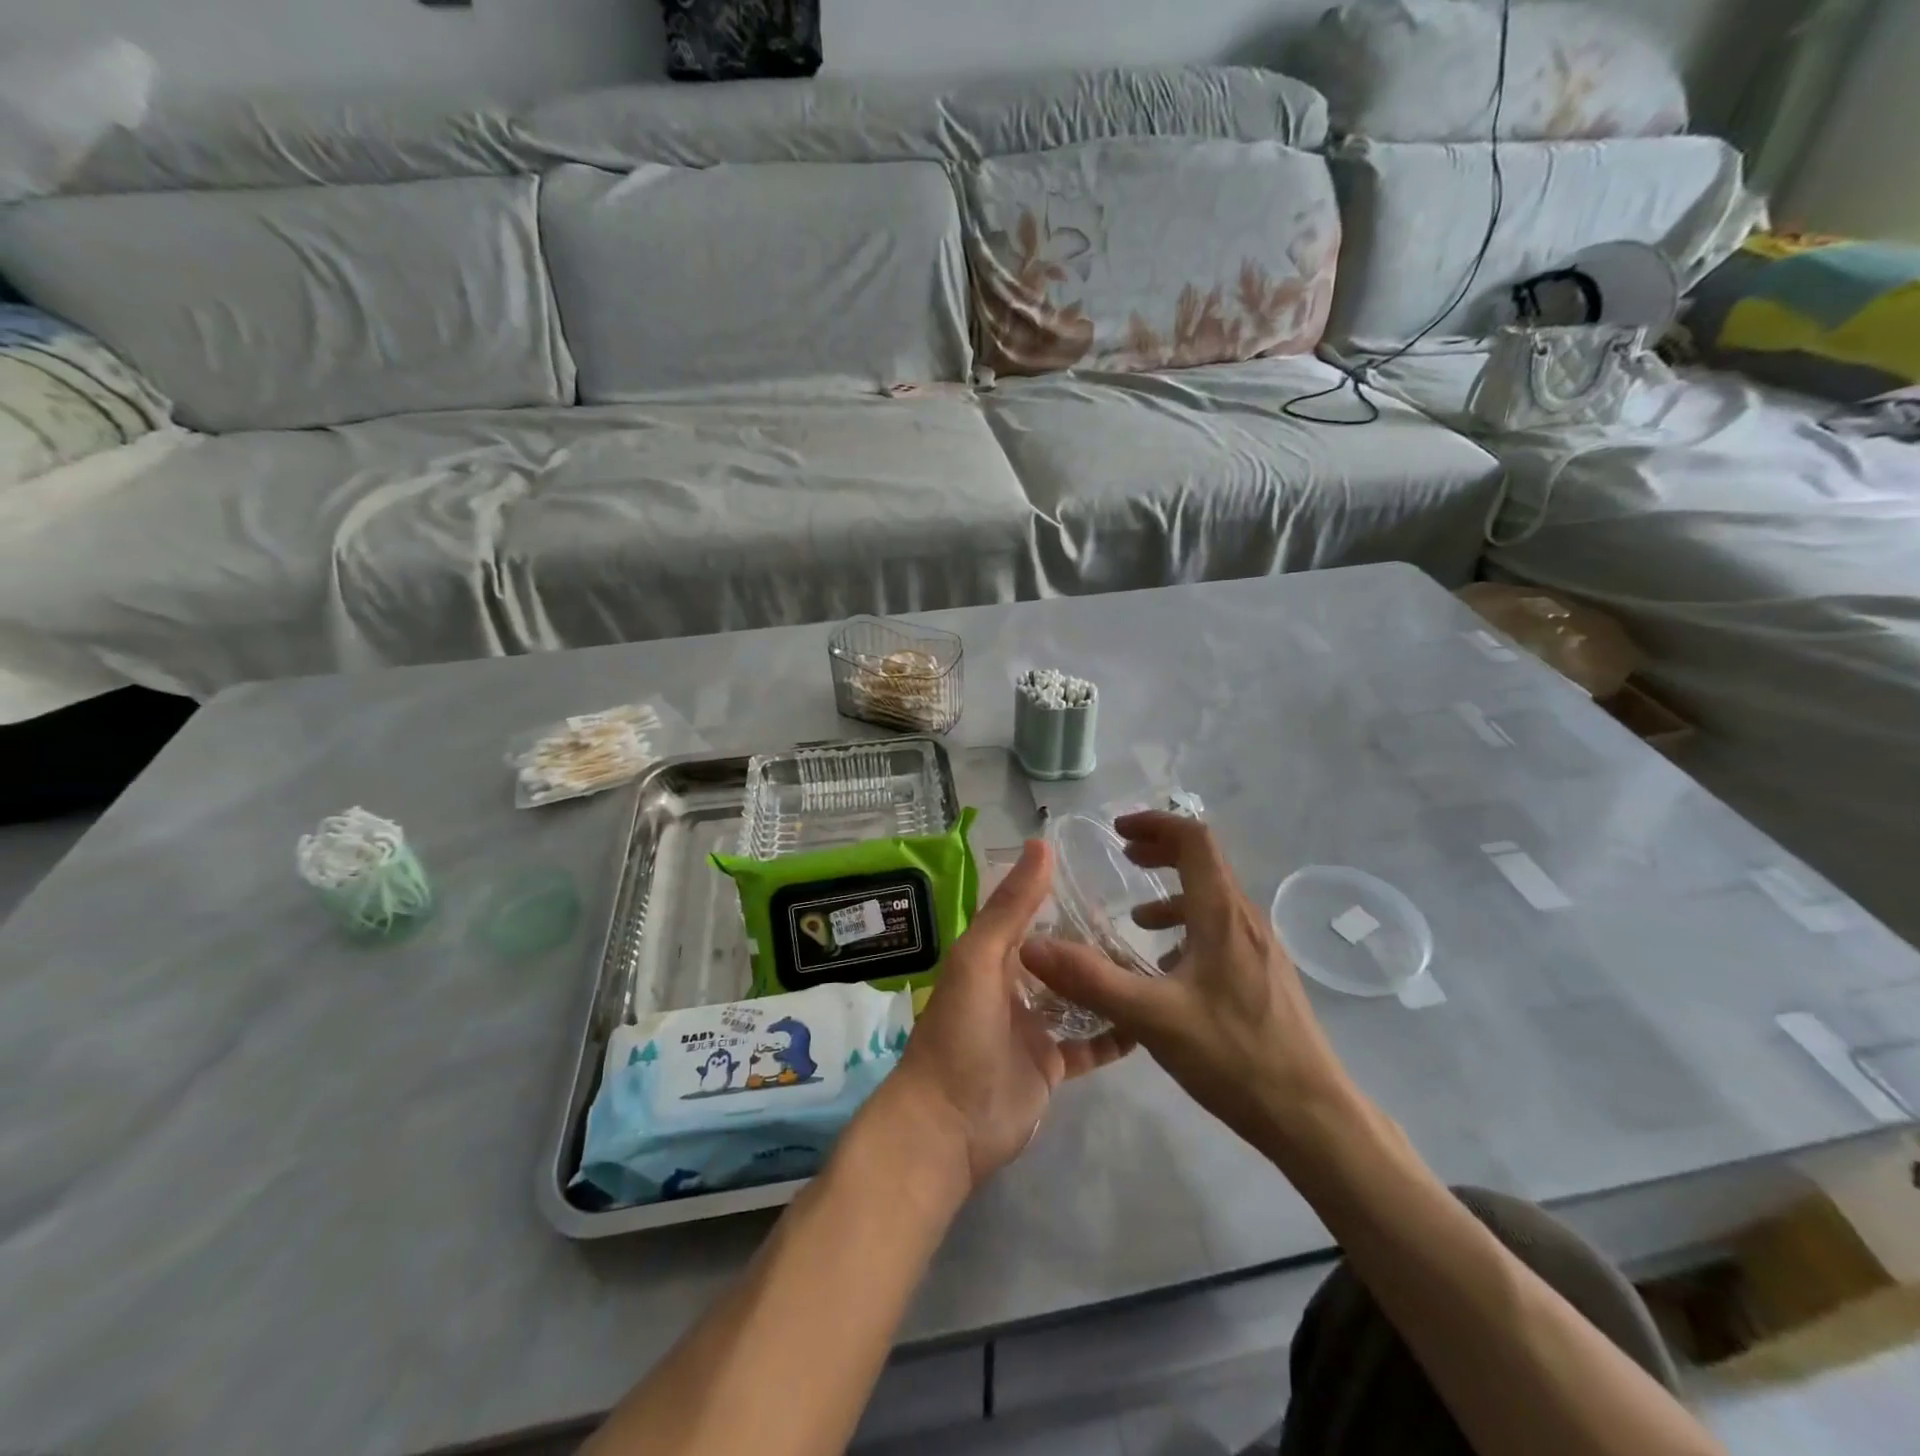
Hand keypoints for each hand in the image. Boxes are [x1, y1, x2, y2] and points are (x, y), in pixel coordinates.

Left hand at [879, 839, 1132, 1192]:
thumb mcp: (980, 957)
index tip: (1107, 873)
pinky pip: (1090, 1042)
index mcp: (992, 955)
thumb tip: (1042, 844)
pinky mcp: (1052, 1064)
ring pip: (1078, 996)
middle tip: (1145, 919)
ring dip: (1107, 982)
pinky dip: (1115, 1032)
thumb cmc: (960, 1030)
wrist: (949, 1125)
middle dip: (1092, 939)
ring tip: (1155, 959)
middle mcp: (1014, 984)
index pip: (1030, 914)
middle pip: (1059, 955)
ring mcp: (1034, 1026)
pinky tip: (1149, 1016)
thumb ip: (1012, 906)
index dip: (1061, 893)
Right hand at [1020, 812, 1355, 1157]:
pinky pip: (1223, 932)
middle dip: (1161, 853)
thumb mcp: (1152, 1018)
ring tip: (1137, 922)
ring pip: (1214, 900)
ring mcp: (1262, 949)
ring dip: (1174, 896)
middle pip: (1205, 863)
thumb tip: (1031, 947)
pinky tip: (1171, 972)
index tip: (1117, 832)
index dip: (1156, 824)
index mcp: (1223, 914)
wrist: (1313, 1117)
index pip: (1194, 840)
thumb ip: (1090, 979)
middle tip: (1124, 859)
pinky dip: (1190, 930)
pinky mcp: (1267, 977)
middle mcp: (1246, 920)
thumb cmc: (1235, 1057)